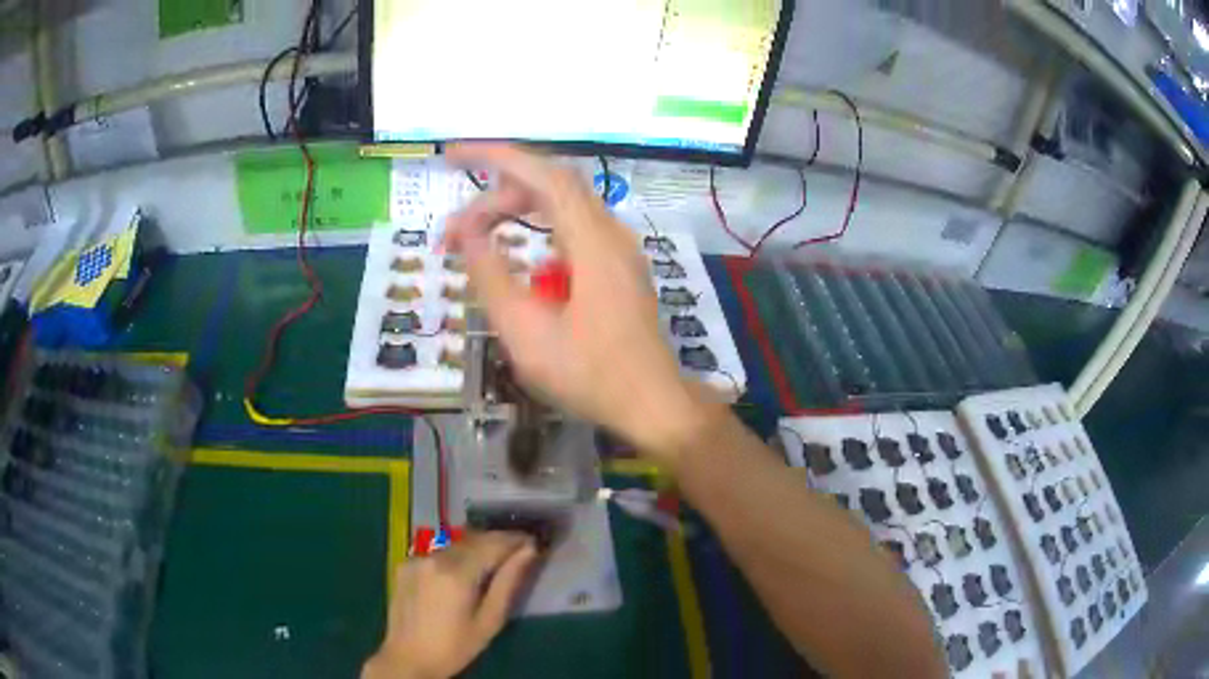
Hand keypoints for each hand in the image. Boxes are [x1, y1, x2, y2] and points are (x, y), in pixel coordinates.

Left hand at [362, 533, 537, 678]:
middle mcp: (435, 558)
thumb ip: (508, 582)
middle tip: (519, 548)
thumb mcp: (489, 621)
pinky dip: (455, 557)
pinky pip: (438, 554)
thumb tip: (528, 552)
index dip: (515, 540)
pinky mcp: (405, 565)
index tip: (533, 541)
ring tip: (494, 559)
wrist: (408, 658)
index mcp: (457, 573)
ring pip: (455, 545)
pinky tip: (462, 572)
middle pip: (474, 540)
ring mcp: (416, 559)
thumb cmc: (455, 647)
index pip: (493, 544)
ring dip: (476, 548)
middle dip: (497, 541)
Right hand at [442, 144, 712, 466]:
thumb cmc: (589, 375)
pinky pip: (575, 227)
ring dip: (519, 207)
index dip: (496, 157)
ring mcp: (620, 248)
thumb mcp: (525, 332)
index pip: (543, 174)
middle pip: (552, 185)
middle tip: (457, 226)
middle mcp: (611, 233)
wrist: (652, 404)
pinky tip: (520, 251)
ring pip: (564, 205)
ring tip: (478, 230)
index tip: (454, 156)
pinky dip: (539, 226)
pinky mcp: (620, 266)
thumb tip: (466, 234)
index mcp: (592, 242)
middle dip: (499, 191)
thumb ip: (490, 277)